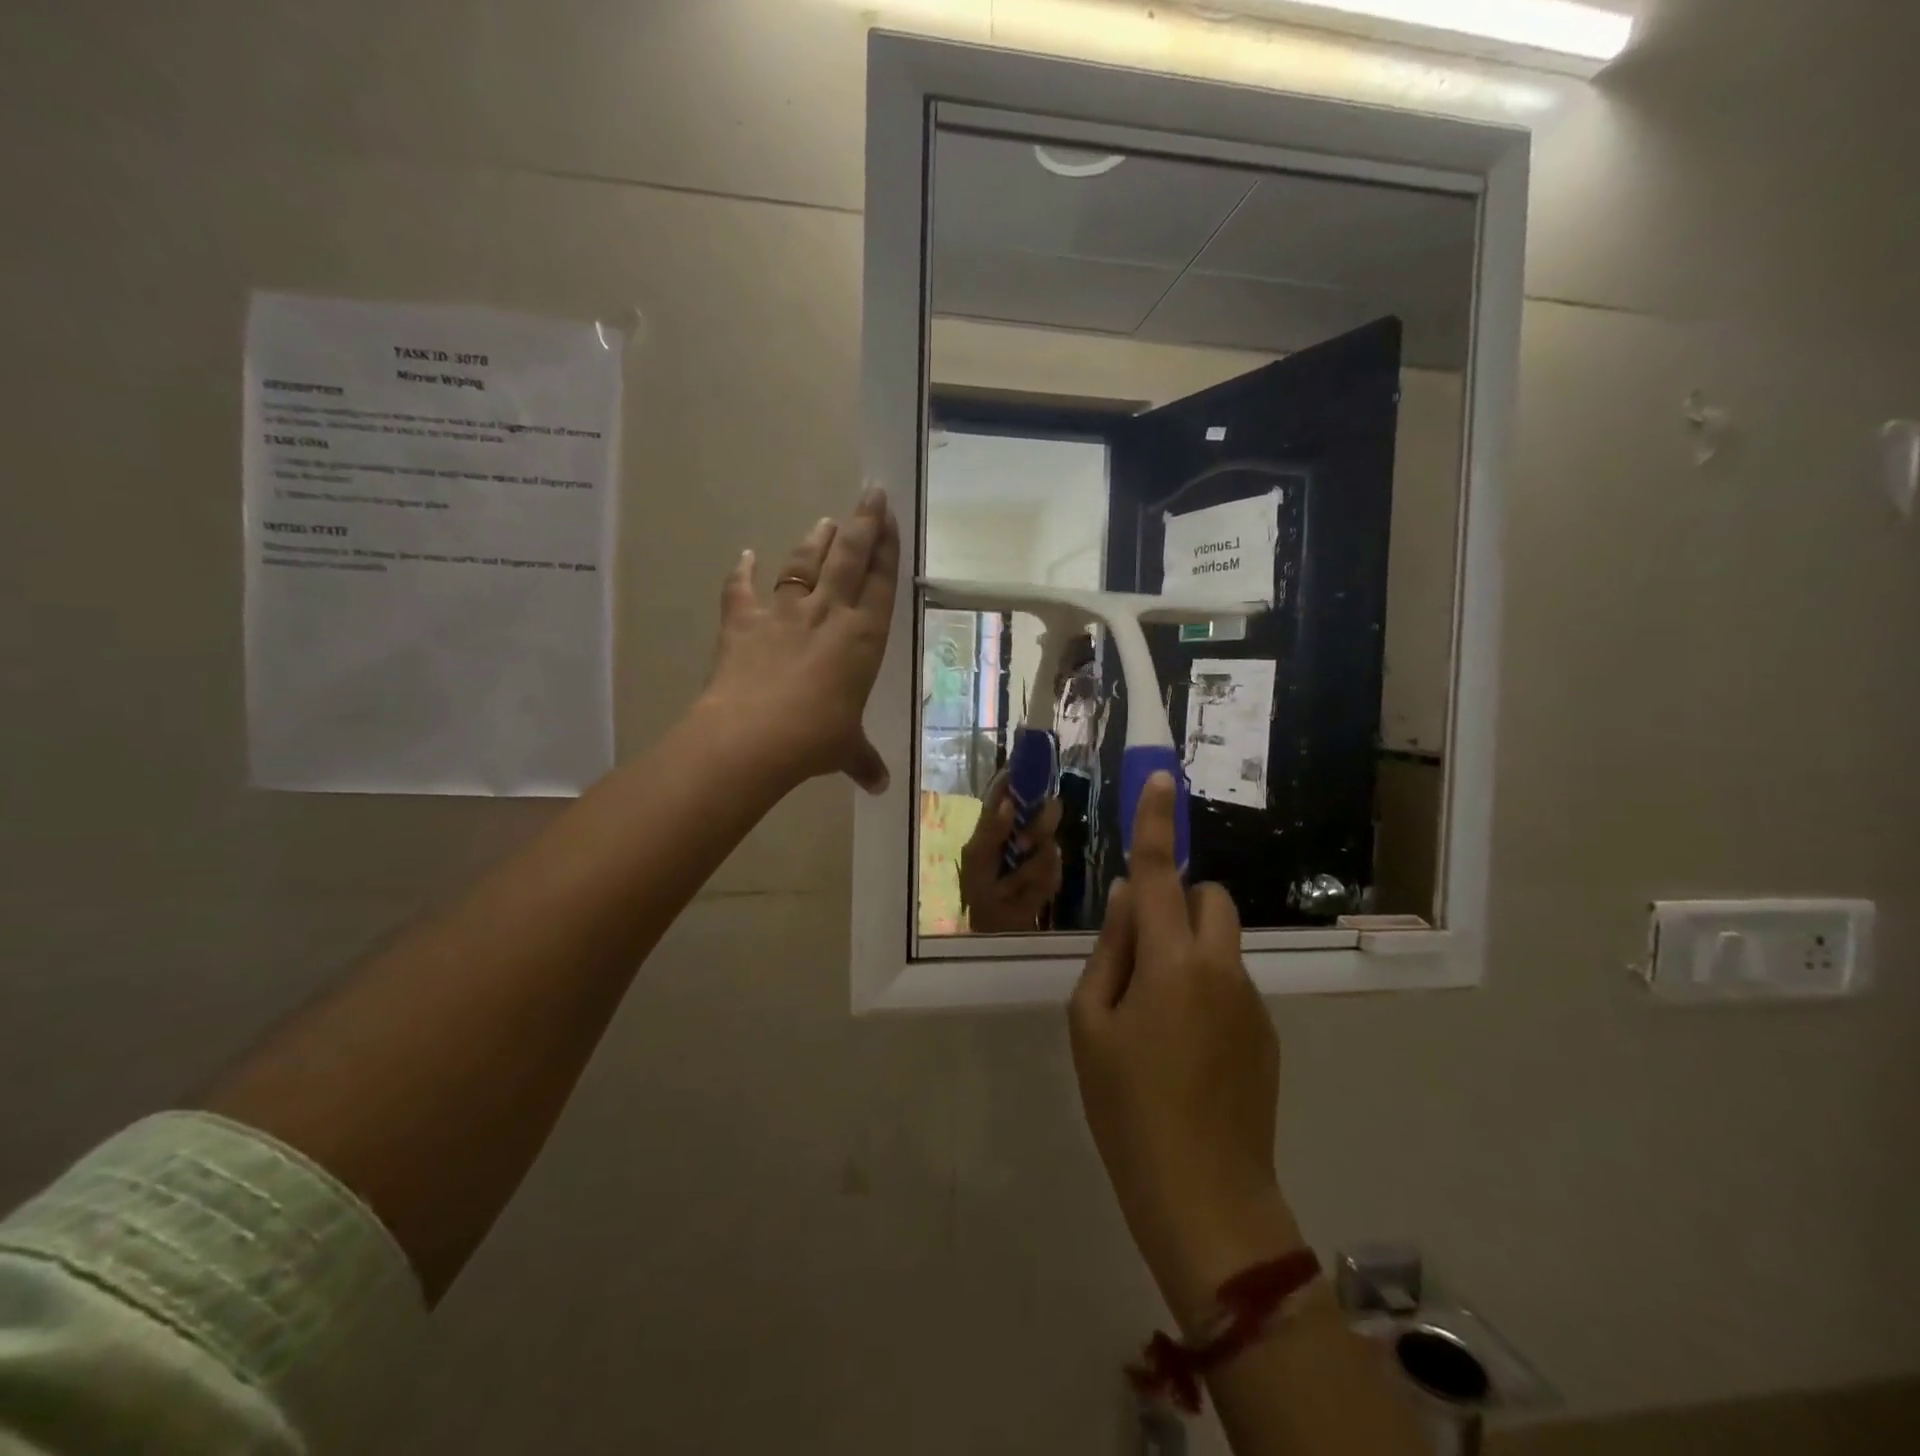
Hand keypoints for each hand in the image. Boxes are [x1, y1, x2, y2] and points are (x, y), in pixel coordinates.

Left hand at [700, 488, 899, 793]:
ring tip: (825, 520)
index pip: (880, 584)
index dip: (887, 549)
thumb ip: (863, 760)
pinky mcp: (743, 623)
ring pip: (804, 565)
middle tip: (871, 493)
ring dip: (815, 541)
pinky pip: (741, 590)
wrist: (753, 737)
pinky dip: (741, 573)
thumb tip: (881, 786)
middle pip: (849, 558)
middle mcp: (828, 615)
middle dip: (862, 523)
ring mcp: (783, 614)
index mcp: (863, 639)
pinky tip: (744, 555)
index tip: (892, 519)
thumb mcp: (845, 750)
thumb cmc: (815, 740)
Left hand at [959, 774, 1062, 932]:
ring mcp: (1041, 851)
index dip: (1022, 773)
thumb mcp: (976, 858)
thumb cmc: (977, 889)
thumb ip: (991, 829)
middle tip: (1022, 846)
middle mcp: (1024, 829)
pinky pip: (1054, 872)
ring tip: (1011, 886)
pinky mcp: (1054, 874)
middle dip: (1039, 827)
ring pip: (1051, 843)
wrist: (993, 928)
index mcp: (999, 819)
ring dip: (1029, 868)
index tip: (1034, 767)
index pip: (1012, 788)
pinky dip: (1036, 886)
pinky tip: (1022, 895)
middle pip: (1047, 808)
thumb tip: (1010, 803)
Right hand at [1068, 772, 1298, 1332]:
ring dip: (1189, 950)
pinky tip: (1186, 1051)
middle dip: (1176, 904)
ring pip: (1221, 942)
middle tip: (1140, 954)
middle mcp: (1221, 966)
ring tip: (1158, 1018)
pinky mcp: (1267, 1031)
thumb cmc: (1127, 1106)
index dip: (1158, 822)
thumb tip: (1127, 896)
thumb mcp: (1091, 1024)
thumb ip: (1110, 949)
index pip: (1161, 873)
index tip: (1163, 778)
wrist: (1206, 1196)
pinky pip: (1232, 981)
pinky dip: (1206, 988)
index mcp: (1170, 960)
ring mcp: (1251, 999)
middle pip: (1209, 898)